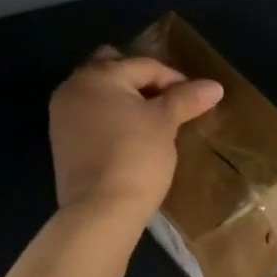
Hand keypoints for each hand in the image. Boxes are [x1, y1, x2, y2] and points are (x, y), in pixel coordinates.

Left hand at [49, 48, 223, 218]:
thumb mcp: (165, 123)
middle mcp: (73, 88)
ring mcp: (63, 115)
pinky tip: (132, 136)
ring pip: (101, 94)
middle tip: (170, 102)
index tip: (196, 100)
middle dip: (142, 81)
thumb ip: (186, 98)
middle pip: (114, 71)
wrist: (100, 211)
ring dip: (126, 100)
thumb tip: (214, 86)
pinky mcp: (62, 142)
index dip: (175, 79)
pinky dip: (111, 118)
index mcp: (97, 75)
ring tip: (154, 120)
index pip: (144, 65)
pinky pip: (91, 116)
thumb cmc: (136, 156)